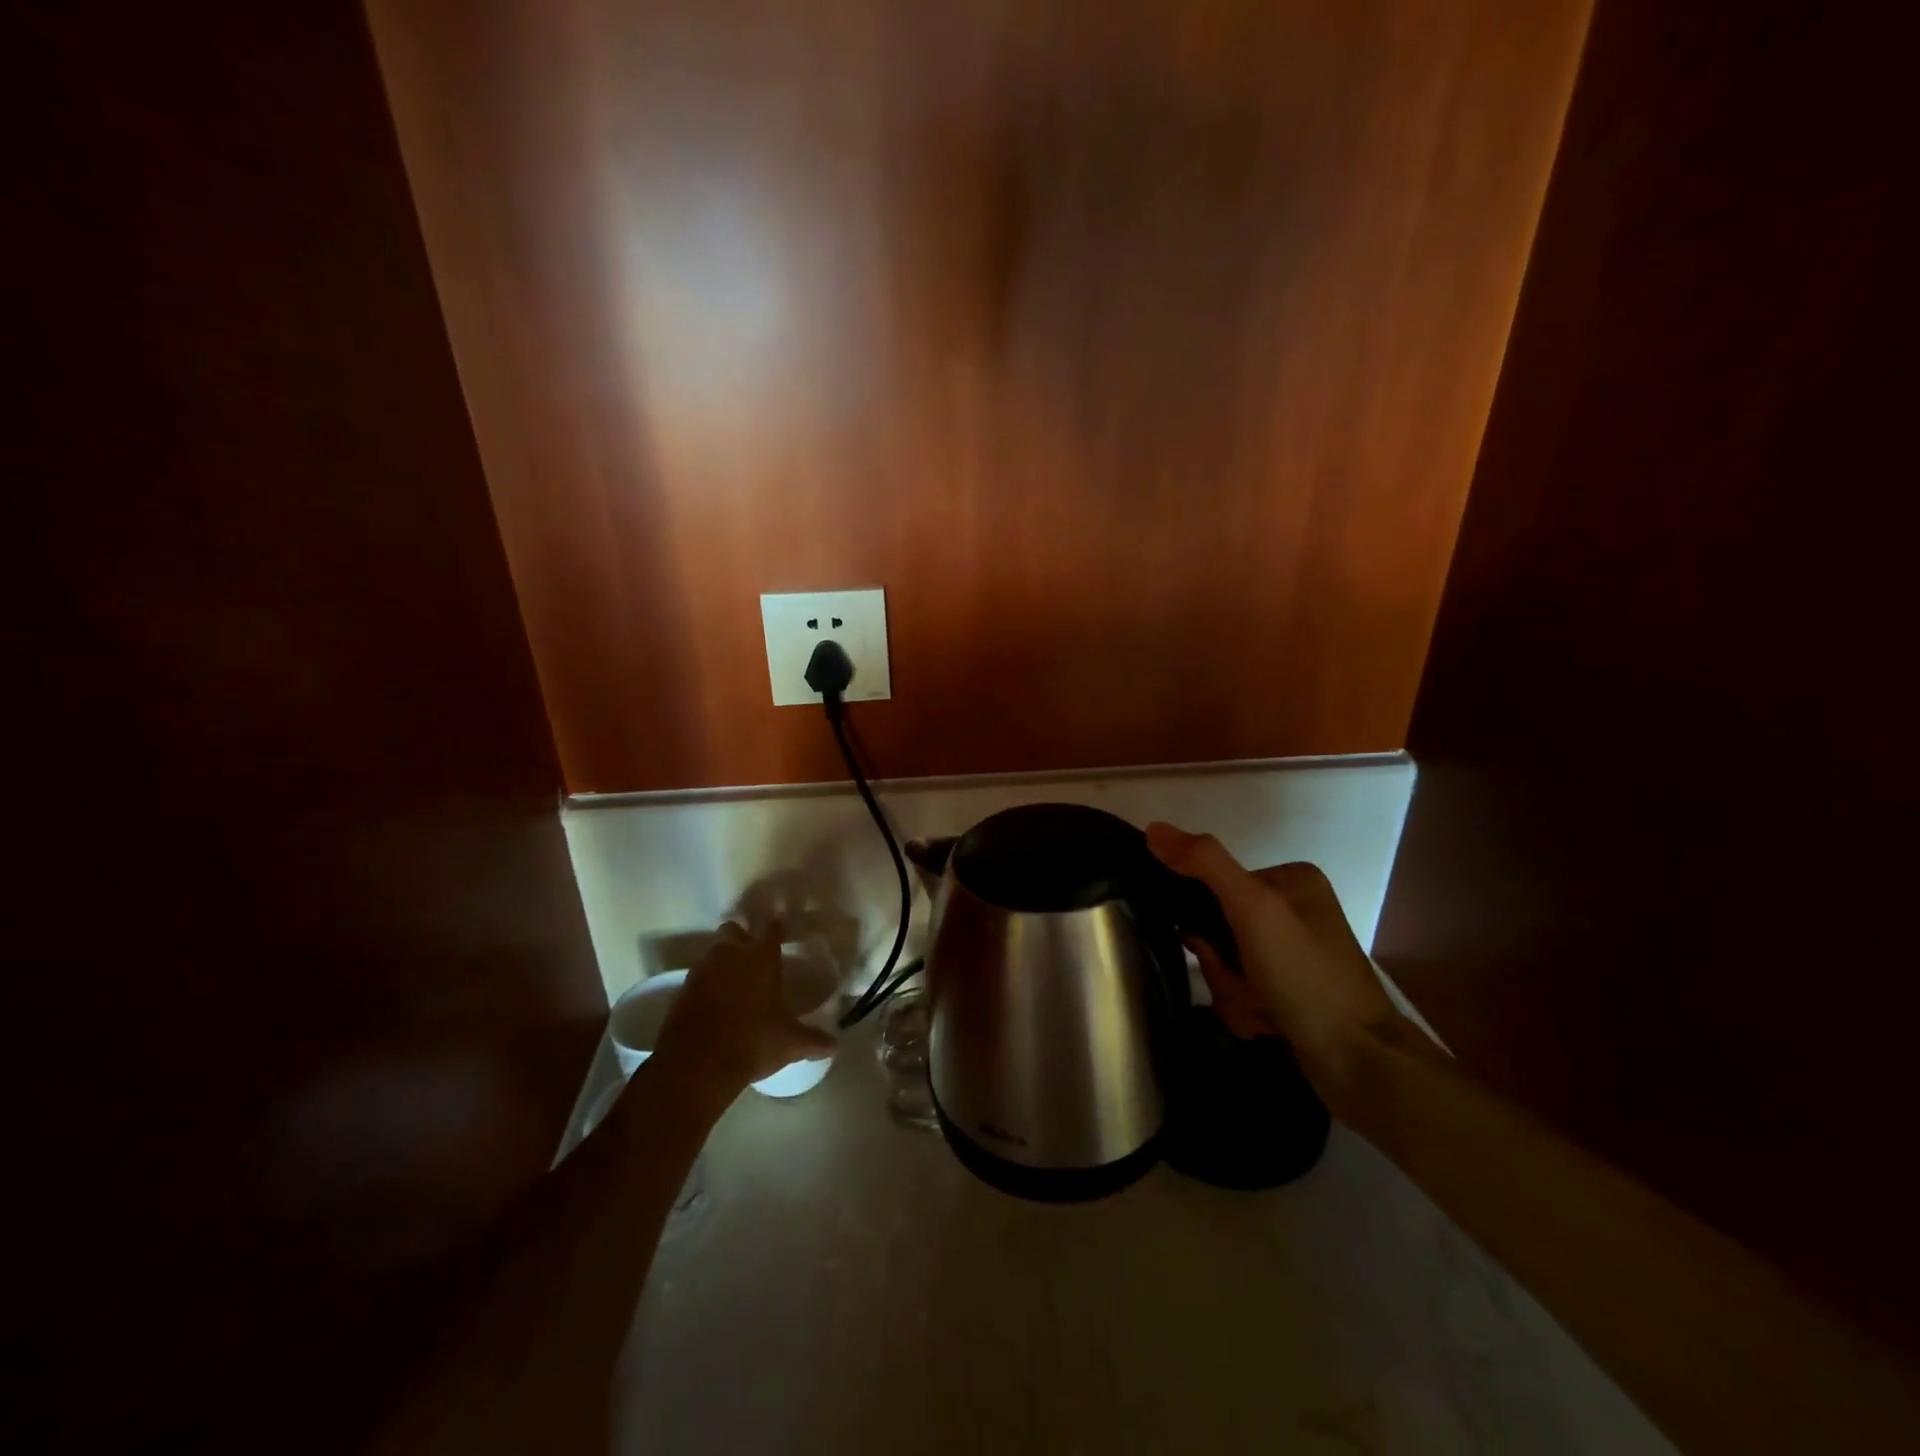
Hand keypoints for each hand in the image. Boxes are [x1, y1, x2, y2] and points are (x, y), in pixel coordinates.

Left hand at [652, 924, 837, 1096]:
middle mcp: (731, 954)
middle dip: (741, 936)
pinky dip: (705, 981)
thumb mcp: (791, 1043)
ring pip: (713, 950)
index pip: (771, 928)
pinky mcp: (682, 990)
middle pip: (734, 929)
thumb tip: (835, 1045)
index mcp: (761, 957)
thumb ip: (814, 1040)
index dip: (776, 929)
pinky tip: (714, 999)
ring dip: (721, 957)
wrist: (698, 1064)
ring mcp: (703, 970)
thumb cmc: (753, 1041)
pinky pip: (697, 975)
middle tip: (752, 953)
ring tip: (733, 977)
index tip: (780, 933)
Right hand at [1146, 822, 1404, 1105]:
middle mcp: (1293, 910)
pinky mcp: (1291, 990)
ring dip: (1231, 991)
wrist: (1361, 1065)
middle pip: (1218, 928)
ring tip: (1261, 1013)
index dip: (1202, 921)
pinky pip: (1241, 990)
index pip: (1214, 885)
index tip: (1214, 949)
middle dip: (1220, 964)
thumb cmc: (1307, 977)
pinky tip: (1268, 1024)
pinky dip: (1245, 1009)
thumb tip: (1153, 828)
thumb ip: (1204, 864)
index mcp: (1291, 879)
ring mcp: (1293, 953)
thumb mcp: (1254, 910)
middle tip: (1244, 985)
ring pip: (1225, 963)